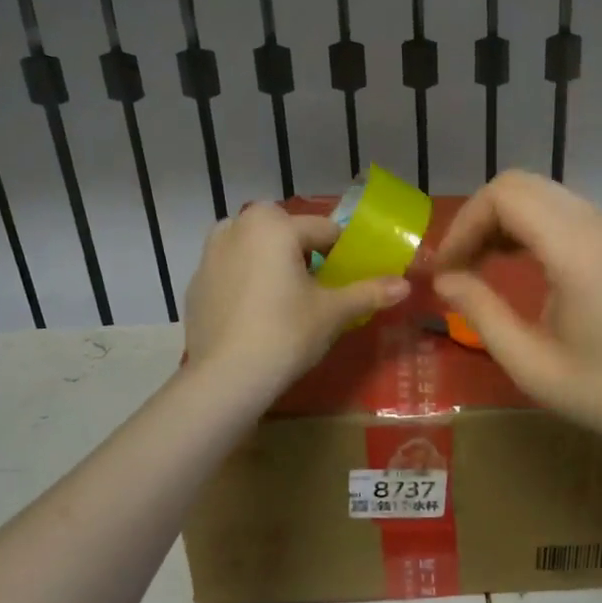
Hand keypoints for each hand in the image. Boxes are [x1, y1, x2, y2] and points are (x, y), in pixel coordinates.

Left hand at [183, 204, 408, 395]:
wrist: (226, 378)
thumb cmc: (286, 333)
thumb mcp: (334, 312)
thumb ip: (369, 292)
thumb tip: (406, 285)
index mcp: (273, 225)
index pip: (323, 230)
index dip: (341, 254)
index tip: (347, 280)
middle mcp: (236, 226)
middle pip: (283, 233)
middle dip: (301, 253)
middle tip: (316, 291)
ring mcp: (209, 255)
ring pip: (253, 248)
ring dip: (270, 262)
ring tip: (284, 301)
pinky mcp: (195, 284)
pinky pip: (231, 272)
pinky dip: (245, 283)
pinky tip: (255, 317)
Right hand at [433, 172, 601, 452]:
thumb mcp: (531, 365)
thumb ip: (481, 313)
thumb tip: (444, 280)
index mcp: (575, 250)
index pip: (504, 196)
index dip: (463, 224)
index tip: (445, 269)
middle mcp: (596, 223)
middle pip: (519, 185)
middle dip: (477, 219)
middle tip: (456, 267)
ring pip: (540, 193)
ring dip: (501, 221)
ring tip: (478, 267)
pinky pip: (561, 210)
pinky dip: (527, 225)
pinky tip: (515, 264)